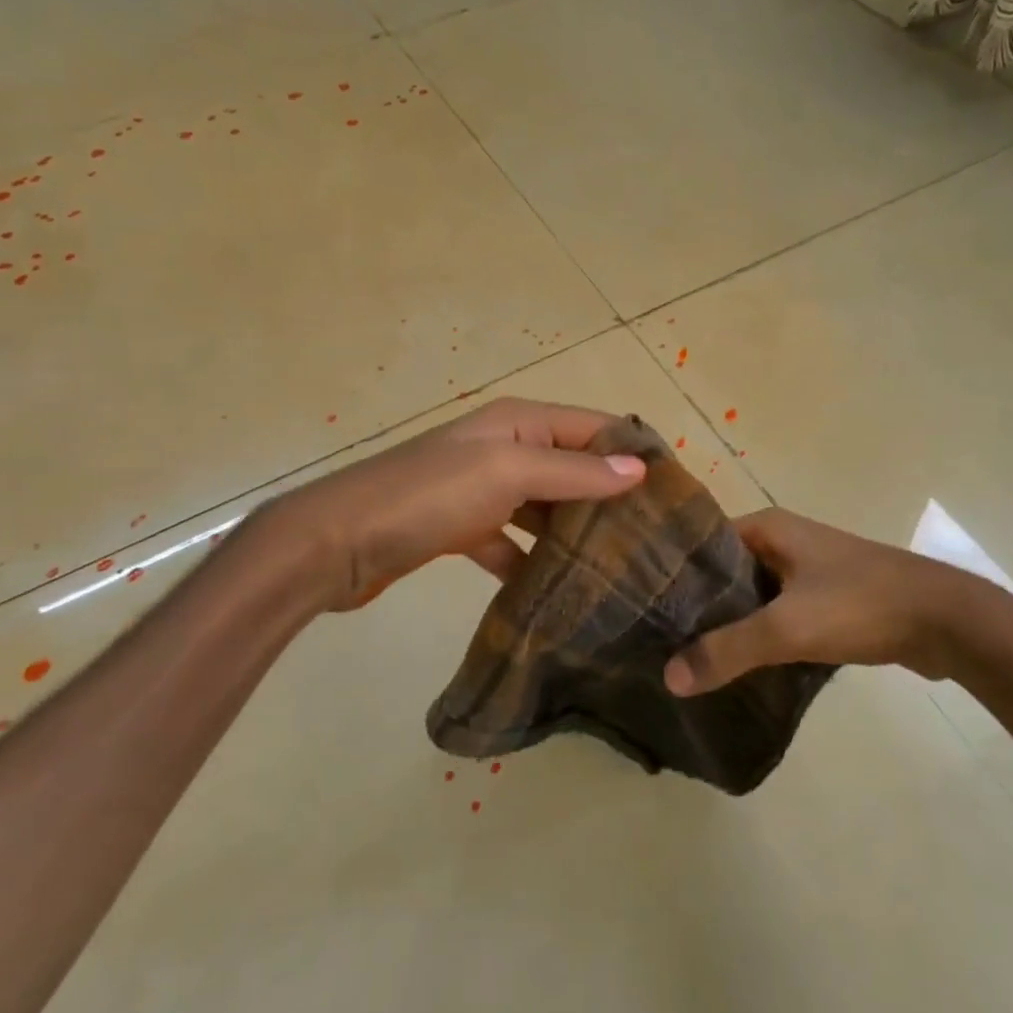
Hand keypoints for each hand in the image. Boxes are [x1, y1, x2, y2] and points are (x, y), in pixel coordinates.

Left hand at [263, 397, 645, 610]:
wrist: (337, 542)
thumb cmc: (428, 496)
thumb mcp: (507, 473)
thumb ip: (572, 472)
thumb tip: (639, 469)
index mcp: (518, 422)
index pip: (593, 427)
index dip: (633, 451)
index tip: (675, 492)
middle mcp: (503, 447)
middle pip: (571, 467)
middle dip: (609, 496)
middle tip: (653, 539)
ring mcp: (481, 488)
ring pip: (544, 506)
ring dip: (573, 531)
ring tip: (617, 567)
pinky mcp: (461, 528)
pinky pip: (510, 541)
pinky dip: (530, 561)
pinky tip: (553, 590)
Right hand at [663, 508, 979, 694]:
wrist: (947, 621)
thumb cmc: (860, 605)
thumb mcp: (787, 627)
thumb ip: (726, 651)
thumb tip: (669, 677)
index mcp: (766, 527)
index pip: (700, 544)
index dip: (671, 574)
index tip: (640, 607)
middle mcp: (782, 541)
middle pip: (723, 573)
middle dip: (696, 606)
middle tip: (656, 641)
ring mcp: (806, 569)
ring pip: (751, 596)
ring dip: (728, 624)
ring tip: (687, 658)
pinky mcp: (826, 599)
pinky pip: (778, 614)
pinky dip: (759, 636)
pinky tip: (739, 667)